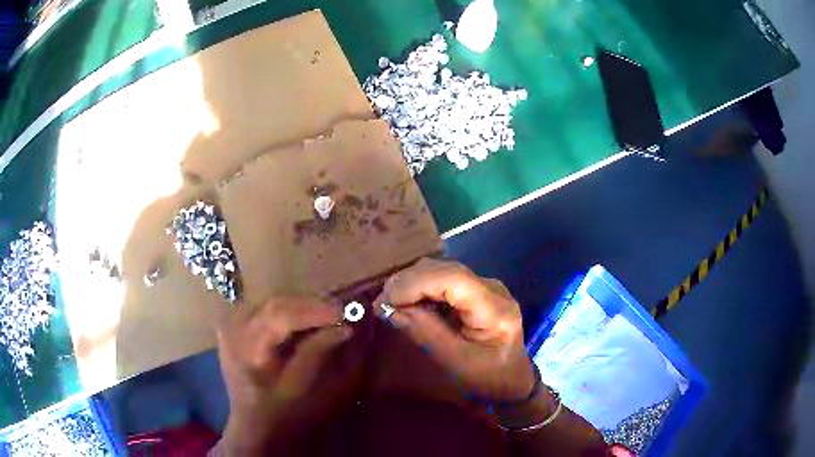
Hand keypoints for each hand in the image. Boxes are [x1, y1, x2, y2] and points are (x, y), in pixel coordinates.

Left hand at [217, 296, 351, 453]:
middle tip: (345, 308)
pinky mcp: (238, 324)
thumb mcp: (300, 386)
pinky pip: (268, 309)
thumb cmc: (278, 412)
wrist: (253, 423)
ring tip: (332, 310)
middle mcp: (233, 327)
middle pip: (276, 303)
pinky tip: (310, 316)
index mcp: (245, 347)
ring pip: (273, 301)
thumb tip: (345, 325)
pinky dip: (292, 310)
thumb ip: (318, 352)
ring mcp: (233, 323)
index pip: (280, 316)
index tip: (346, 310)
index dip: (315, 310)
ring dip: (304, 305)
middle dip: (312, 304)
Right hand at [374, 258, 535, 402]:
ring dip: (412, 283)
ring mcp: (485, 286)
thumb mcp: (456, 363)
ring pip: (442, 270)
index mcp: (495, 310)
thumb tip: (390, 309)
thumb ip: (425, 333)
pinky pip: (444, 280)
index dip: (415, 283)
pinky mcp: (477, 290)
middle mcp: (492, 289)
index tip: (386, 300)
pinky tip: (408, 303)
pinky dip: (421, 288)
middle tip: (381, 304)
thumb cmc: (489, 379)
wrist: (514, 380)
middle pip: (445, 270)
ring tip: (391, 304)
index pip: (453, 279)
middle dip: (408, 282)